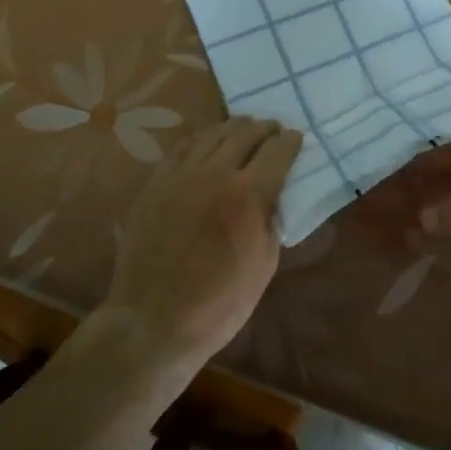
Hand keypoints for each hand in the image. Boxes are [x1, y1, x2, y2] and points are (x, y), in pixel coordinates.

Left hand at [104, 117, 302, 374]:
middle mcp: (216, 174)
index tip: (296, 139)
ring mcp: (181, 176)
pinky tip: (206, 141)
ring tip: (244, 129)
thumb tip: (273, 197)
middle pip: (245, 134)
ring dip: (234, 128)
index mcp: (249, 195)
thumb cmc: (219, 303)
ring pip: (213, 135)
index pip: (278, 151)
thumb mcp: (264, 264)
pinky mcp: (155, 184)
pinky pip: (181, 148)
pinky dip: (200, 139)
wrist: (154, 321)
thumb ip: (271, 220)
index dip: (291, 142)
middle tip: (273, 130)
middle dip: (265, 129)